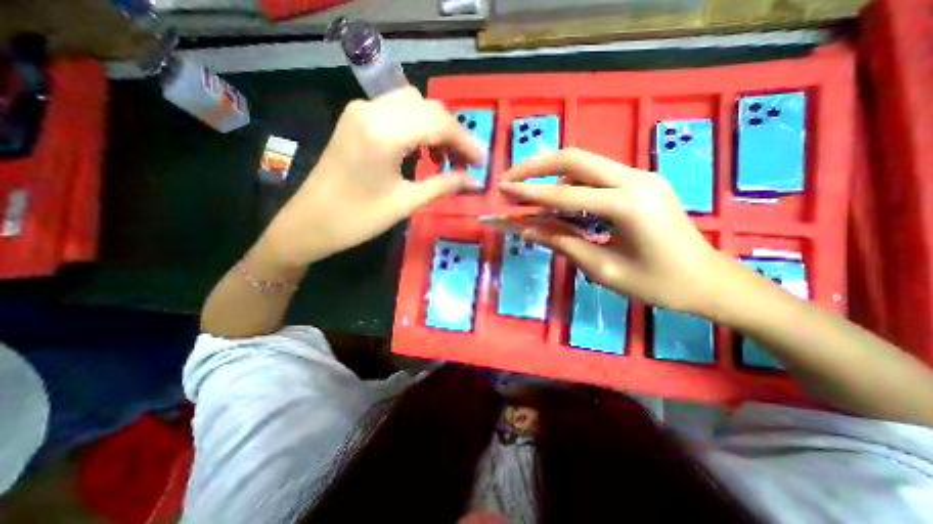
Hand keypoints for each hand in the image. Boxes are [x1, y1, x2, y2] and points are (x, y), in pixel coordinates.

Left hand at [260, 87, 480, 267]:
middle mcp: (372, 110)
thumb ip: (443, 186)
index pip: (439, 123)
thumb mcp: (405, 203)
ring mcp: (361, 110)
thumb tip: (474, 181)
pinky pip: (396, 110)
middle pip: (428, 107)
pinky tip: (421, 149)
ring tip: (444, 158)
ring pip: (414, 104)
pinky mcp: (356, 118)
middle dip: (453, 133)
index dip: (465, 142)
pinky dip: (417, 125)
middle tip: (465, 163)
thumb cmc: (357, 219)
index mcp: (384, 133)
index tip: (481, 163)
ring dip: (435, 127)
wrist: (309, 223)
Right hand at [499, 145, 739, 314]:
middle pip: (575, 158)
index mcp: (629, 205)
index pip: (566, 194)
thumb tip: (526, 230)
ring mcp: (641, 176)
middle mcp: (635, 179)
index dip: (530, 192)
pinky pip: (597, 175)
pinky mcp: (641, 182)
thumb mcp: (603, 269)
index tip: (502, 189)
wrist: (709, 281)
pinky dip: (571, 185)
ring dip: (552, 177)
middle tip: (510, 178)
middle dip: (536, 166)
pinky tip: (561, 204)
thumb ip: (562, 244)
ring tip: (530, 198)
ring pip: (585, 164)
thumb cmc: (658, 284)